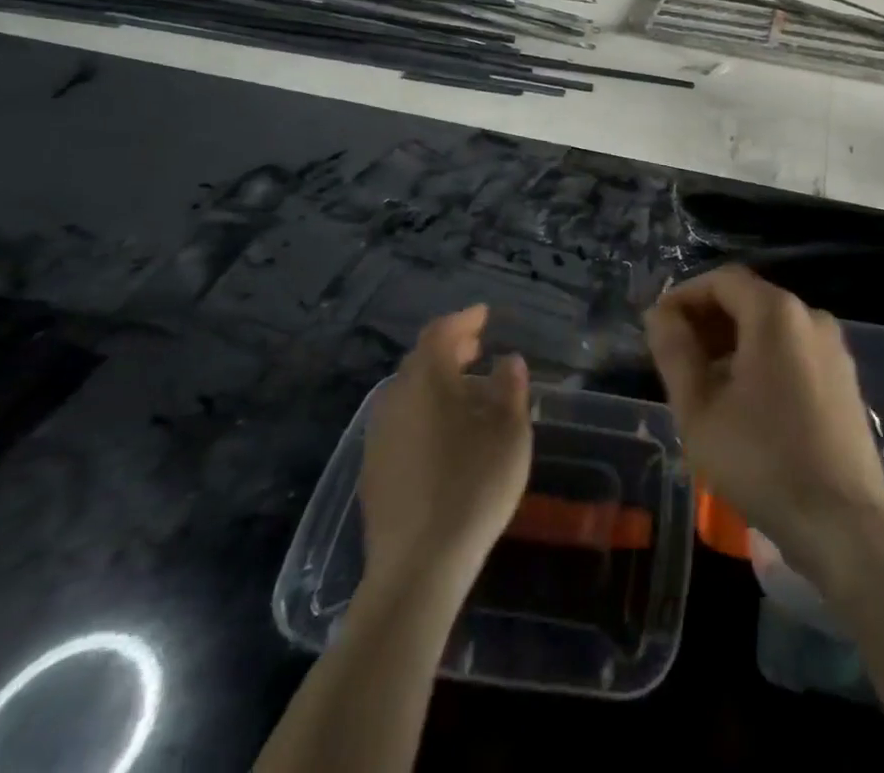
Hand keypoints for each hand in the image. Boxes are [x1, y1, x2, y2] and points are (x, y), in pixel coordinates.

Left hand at [359, 305, 531, 593]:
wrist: (417, 568)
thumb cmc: (473, 486)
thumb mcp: (509, 432)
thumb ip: (510, 388)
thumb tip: (508, 360)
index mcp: (426, 380)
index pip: (440, 333)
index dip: (463, 320)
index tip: (484, 315)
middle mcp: (394, 398)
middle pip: (420, 361)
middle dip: (449, 349)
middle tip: (476, 347)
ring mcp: (378, 437)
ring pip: (408, 393)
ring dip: (436, 382)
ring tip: (466, 391)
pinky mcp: (373, 471)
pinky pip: (401, 422)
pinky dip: (424, 412)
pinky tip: (444, 434)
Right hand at [645, 265, 883, 579]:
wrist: (844, 524)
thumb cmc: (762, 461)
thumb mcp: (699, 409)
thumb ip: (675, 353)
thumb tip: (660, 315)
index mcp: (775, 312)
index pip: (722, 280)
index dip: (684, 296)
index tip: (658, 328)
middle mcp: (810, 316)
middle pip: (749, 299)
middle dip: (707, 321)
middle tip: (676, 358)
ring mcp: (833, 347)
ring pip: (771, 327)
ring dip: (732, 342)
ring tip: (704, 383)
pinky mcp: (844, 378)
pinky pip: (793, 350)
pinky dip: (762, 359)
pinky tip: (744, 402)